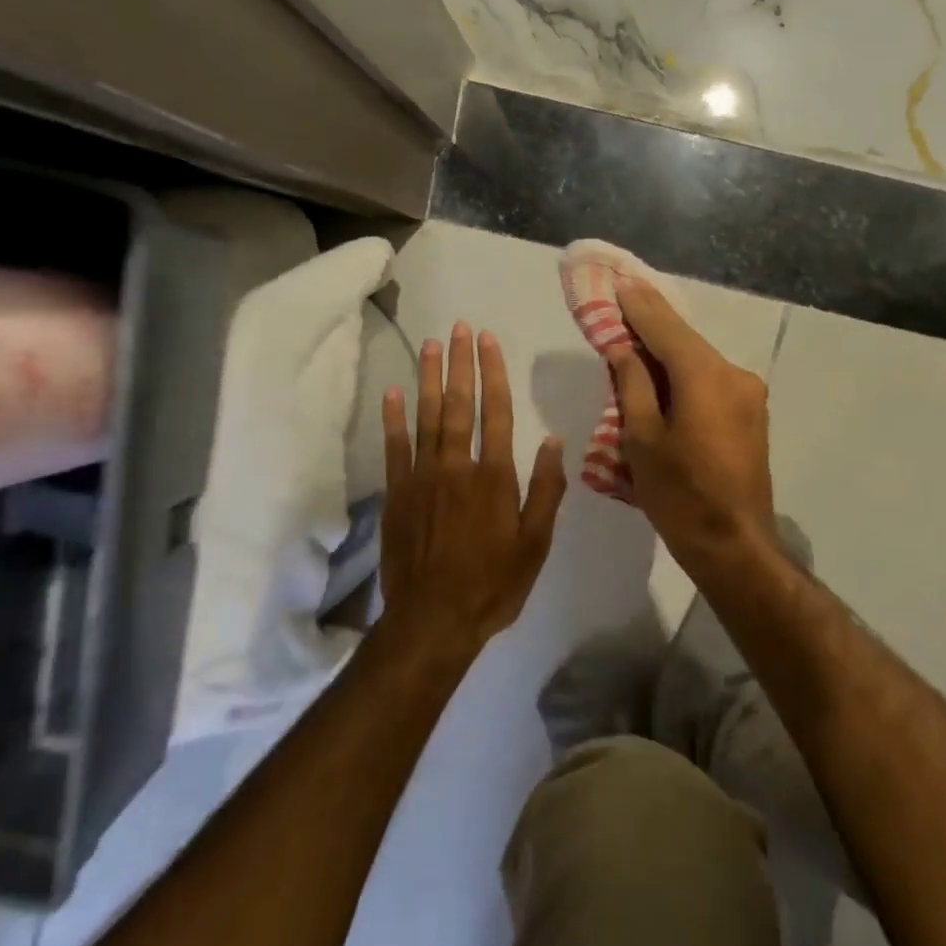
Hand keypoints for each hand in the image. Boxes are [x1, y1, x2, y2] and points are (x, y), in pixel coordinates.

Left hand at [380, 322, 567, 653]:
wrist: (434, 618)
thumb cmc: (493, 584)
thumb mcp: (535, 543)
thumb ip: (545, 489)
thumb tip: (553, 440)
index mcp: (495, 477)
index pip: (496, 413)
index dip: (493, 374)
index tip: (489, 341)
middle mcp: (457, 467)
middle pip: (460, 405)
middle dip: (461, 363)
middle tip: (459, 327)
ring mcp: (422, 478)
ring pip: (426, 417)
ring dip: (429, 378)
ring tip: (430, 344)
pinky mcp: (397, 493)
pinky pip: (394, 446)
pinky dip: (393, 418)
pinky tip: (393, 391)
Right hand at [610, 278, 775, 569]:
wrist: (734, 545)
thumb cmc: (679, 496)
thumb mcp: (641, 440)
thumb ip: (632, 384)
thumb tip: (623, 347)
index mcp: (705, 376)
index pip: (665, 327)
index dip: (637, 304)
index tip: (616, 281)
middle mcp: (735, 374)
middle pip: (685, 341)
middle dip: (651, 326)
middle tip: (619, 307)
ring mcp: (749, 395)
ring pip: (699, 362)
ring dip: (667, 353)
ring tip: (634, 346)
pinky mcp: (752, 415)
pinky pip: (711, 382)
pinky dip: (685, 376)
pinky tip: (663, 380)